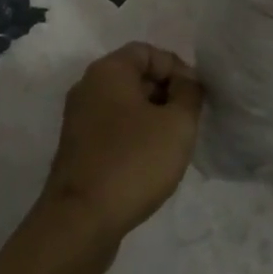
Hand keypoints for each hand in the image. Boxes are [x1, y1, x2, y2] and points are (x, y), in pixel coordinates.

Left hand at [40, 43, 203, 243]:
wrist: (80, 221)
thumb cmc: (133, 162)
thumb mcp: (177, 124)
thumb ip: (190, 94)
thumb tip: (187, 83)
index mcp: (108, 71)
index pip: (148, 51)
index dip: (177, 68)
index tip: (195, 98)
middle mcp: (88, 87)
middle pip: (135, 76)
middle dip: (166, 94)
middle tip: (187, 122)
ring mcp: (78, 119)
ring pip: (124, 105)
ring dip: (152, 118)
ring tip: (172, 145)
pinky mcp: (77, 149)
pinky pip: (113, 129)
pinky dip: (134, 137)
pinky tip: (149, 164)